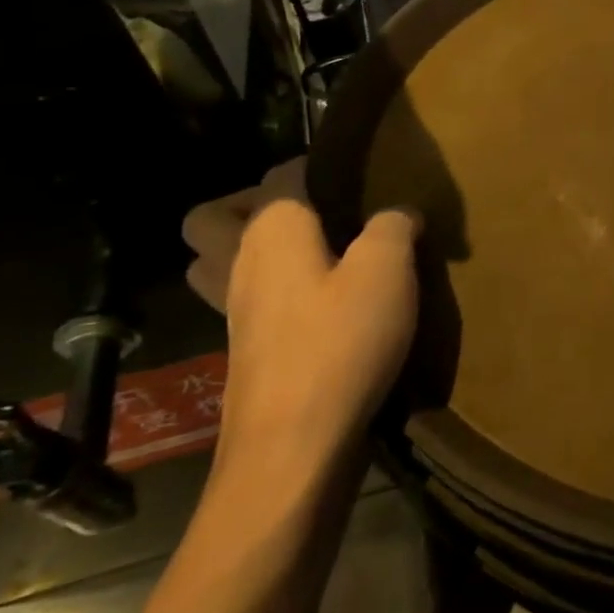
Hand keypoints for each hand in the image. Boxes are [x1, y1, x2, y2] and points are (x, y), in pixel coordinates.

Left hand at [183, 161, 420, 467]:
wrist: (294, 446)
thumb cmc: (341, 343)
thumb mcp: (388, 270)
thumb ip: (394, 226)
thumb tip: (399, 213)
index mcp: (271, 230)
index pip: (281, 174)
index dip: (317, 166)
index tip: (358, 174)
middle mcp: (239, 261)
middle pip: (214, 217)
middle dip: (253, 204)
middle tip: (314, 215)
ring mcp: (233, 310)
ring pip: (218, 261)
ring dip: (249, 249)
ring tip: (313, 256)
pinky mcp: (244, 350)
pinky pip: (243, 300)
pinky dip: (268, 290)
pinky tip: (317, 304)